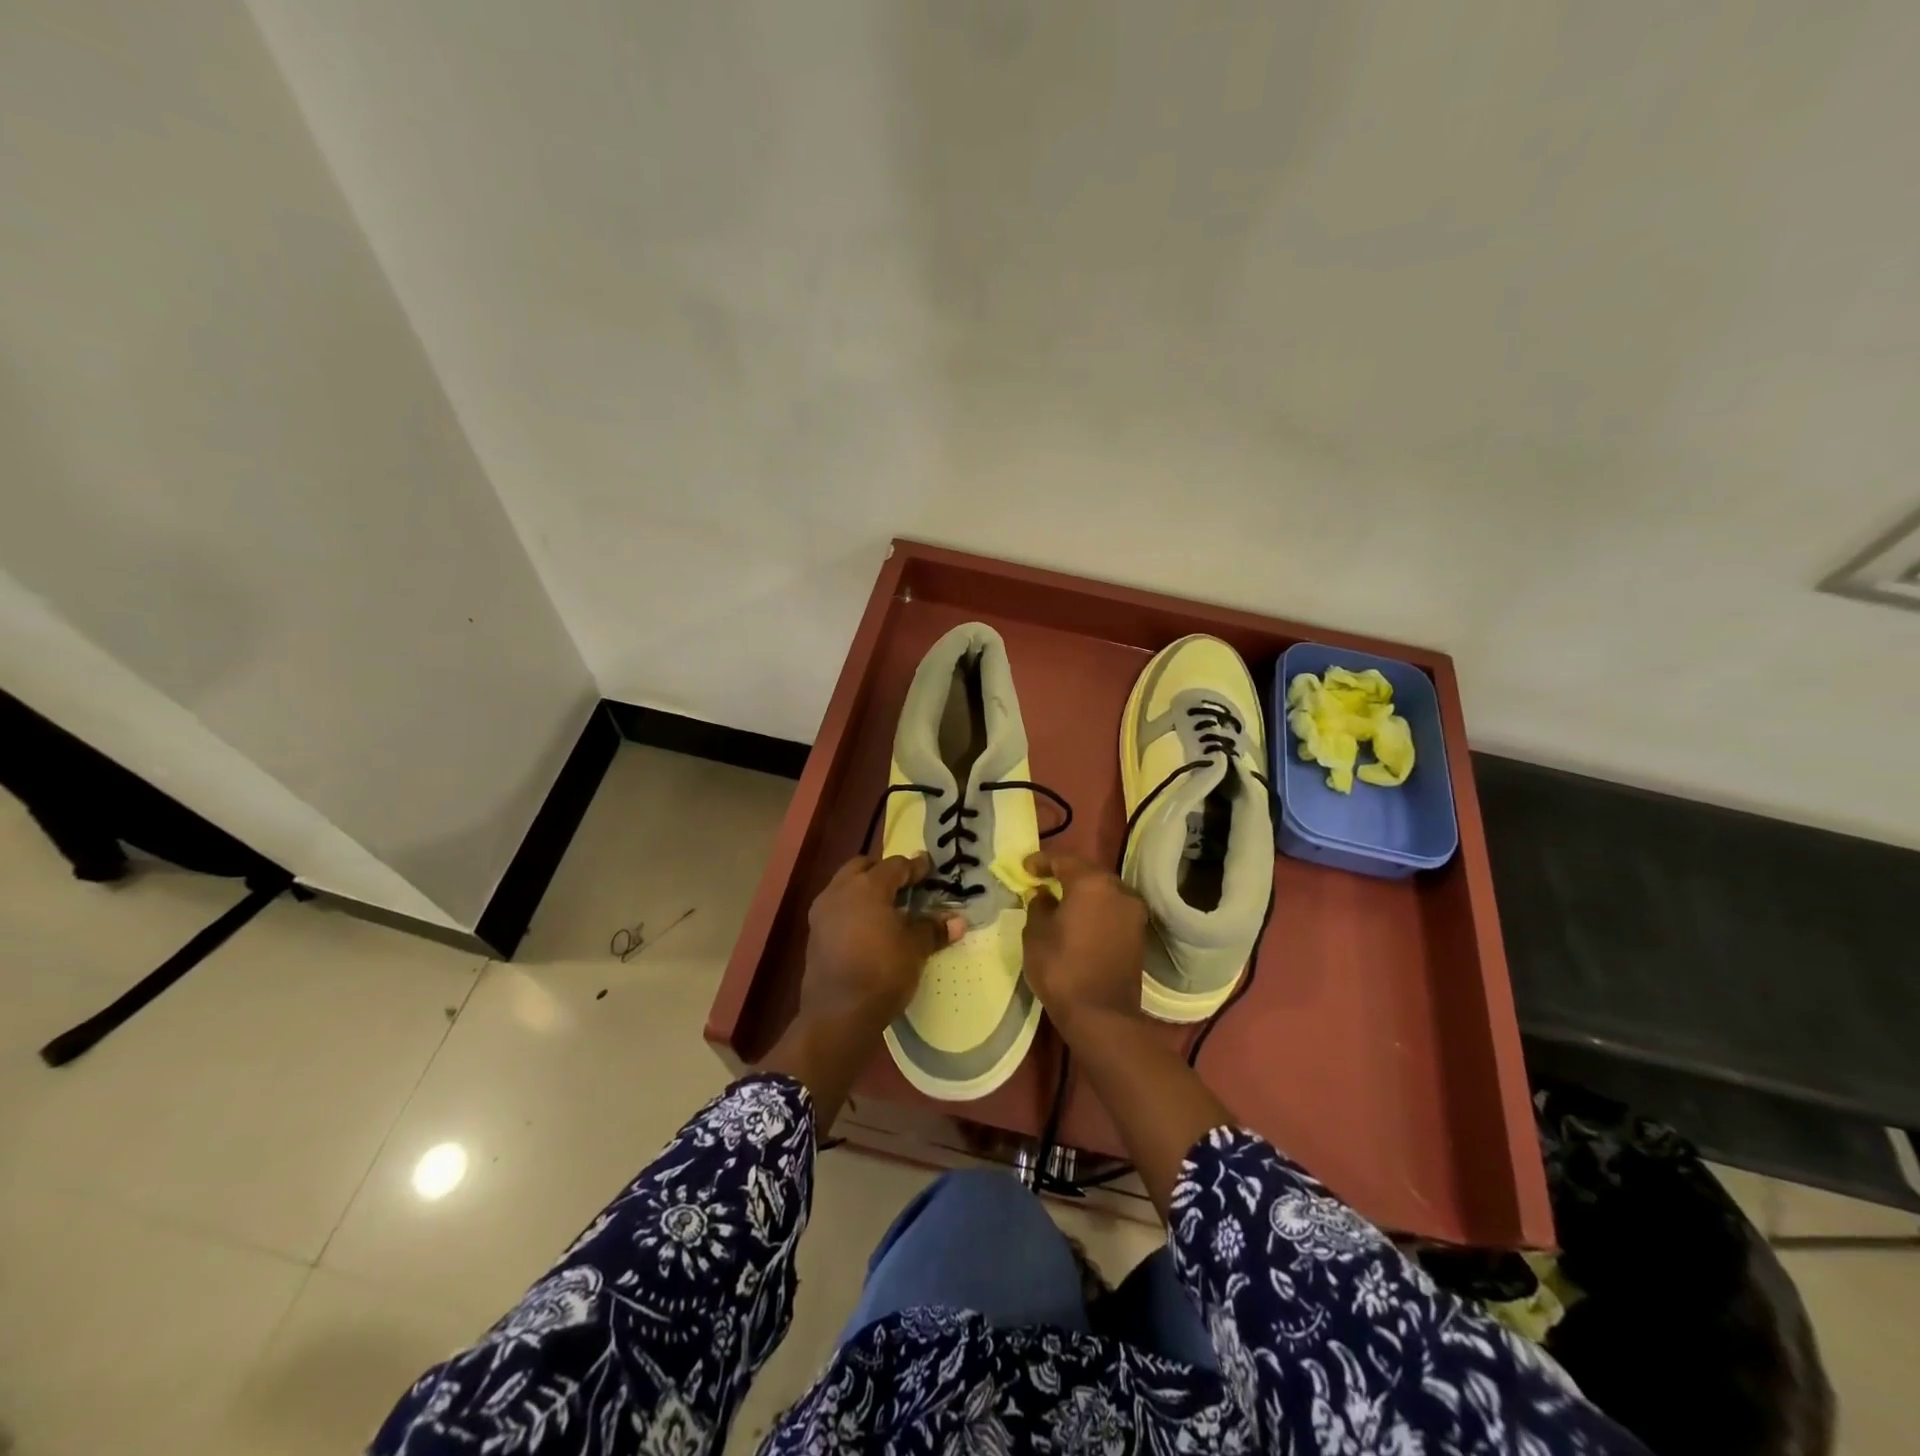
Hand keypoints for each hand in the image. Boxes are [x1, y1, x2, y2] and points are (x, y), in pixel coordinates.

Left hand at [800, 853, 962, 1038]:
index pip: (895, 865)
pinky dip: (853, 909)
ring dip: (864, 889)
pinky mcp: (814, 935)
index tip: (929, 869)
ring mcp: (822, 912)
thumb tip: (957, 921)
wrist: (838, 1015)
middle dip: (883, 871)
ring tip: (886, 907)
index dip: (915, 867)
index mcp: (867, 886)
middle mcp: (840, 891)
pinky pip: (836, 909)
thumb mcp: (915, 949)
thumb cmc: (882, 972)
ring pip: (845, 886)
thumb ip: (933, 929)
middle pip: (863, 867)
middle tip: (904, 884)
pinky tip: (867, 928)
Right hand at [1020, 851, 1147, 1042]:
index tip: (1025, 868)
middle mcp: (1118, 890)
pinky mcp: (1139, 933)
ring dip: (1083, 891)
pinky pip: (1113, 909)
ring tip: (1060, 900)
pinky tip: (1079, 919)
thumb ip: (1039, 906)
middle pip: (1088, 872)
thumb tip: (1045, 895)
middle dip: (1065, 873)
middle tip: (1042, 880)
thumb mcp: (1036, 934)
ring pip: (1103, 890)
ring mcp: (1133, 912)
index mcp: (1091, 883)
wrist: (1102, 1016)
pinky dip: (1096, 908)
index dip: (1041, 861)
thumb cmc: (1062, 969)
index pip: (1063, 860)